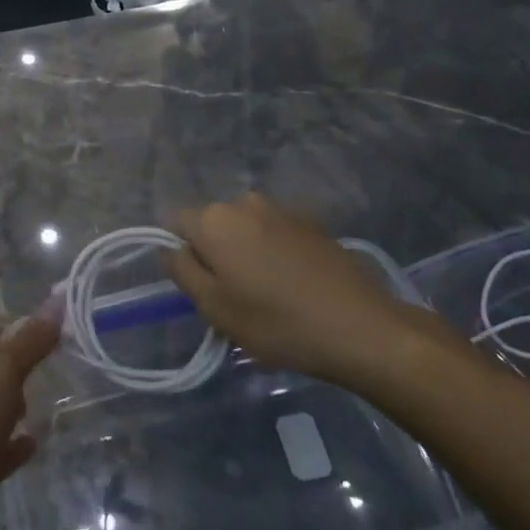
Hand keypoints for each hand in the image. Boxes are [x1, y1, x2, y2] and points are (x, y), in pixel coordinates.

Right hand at [167, 194, 421, 384]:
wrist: (360, 327)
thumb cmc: (276, 322)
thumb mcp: (214, 308)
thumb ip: (182, 271)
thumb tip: (169, 249)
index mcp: (214, 219)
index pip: (176, 223)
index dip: (182, 254)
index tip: (200, 286)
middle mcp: (244, 202)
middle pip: (213, 223)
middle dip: (215, 251)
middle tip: (232, 295)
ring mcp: (282, 209)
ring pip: (246, 227)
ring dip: (247, 251)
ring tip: (267, 292)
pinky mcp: (312, 221)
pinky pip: (276, 232)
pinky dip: (275, 251)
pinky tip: (294, 283)